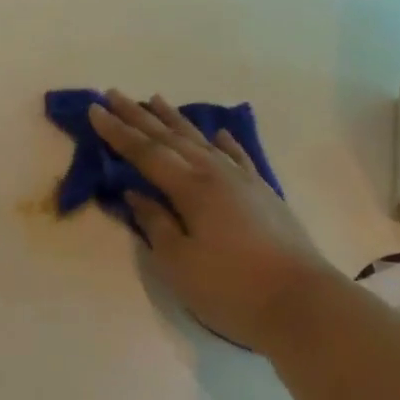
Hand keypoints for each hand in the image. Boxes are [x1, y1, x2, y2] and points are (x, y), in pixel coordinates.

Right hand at [89, 91, 341, 353]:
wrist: (304, 305)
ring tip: (156, 99)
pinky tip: (219, 133)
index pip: (144, 152)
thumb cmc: (231, 288)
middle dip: (138, 116)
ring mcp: (244, 182)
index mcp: (190, 188)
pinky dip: (225, 142)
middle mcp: (215, 174)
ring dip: (175, 120)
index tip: (94, 110)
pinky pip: (238, 157)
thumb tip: (136, 195)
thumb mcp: (178, 262)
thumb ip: (155, 223)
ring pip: (202, 141)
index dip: (117, 132)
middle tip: (113, 94)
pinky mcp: (264, 195)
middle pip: (170, 138)